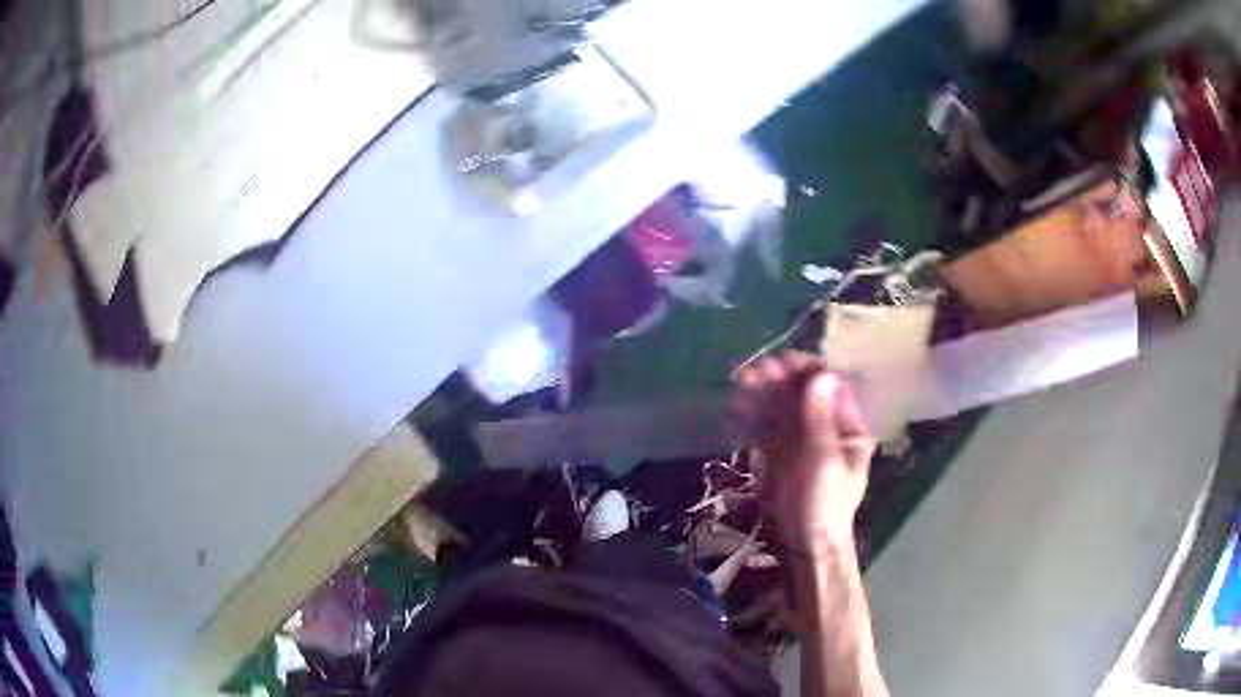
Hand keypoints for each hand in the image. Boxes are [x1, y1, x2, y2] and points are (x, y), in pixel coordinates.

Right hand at [733, 352, 875, 556]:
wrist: (801, 545)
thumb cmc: (820, 503)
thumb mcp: (823, 459)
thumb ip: (819, 417)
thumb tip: (821, 373)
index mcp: (847, 428)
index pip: (829, 387)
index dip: (805, 371)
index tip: (779, 363)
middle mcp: (825, 429)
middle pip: (802, 395)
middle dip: (778, 381)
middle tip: (752, 374)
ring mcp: (800, 442)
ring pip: (781, 409)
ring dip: (762, 395)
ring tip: (739, 386)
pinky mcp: (779, 456)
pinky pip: (766, 429)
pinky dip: (752, 417)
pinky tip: (736, 410)